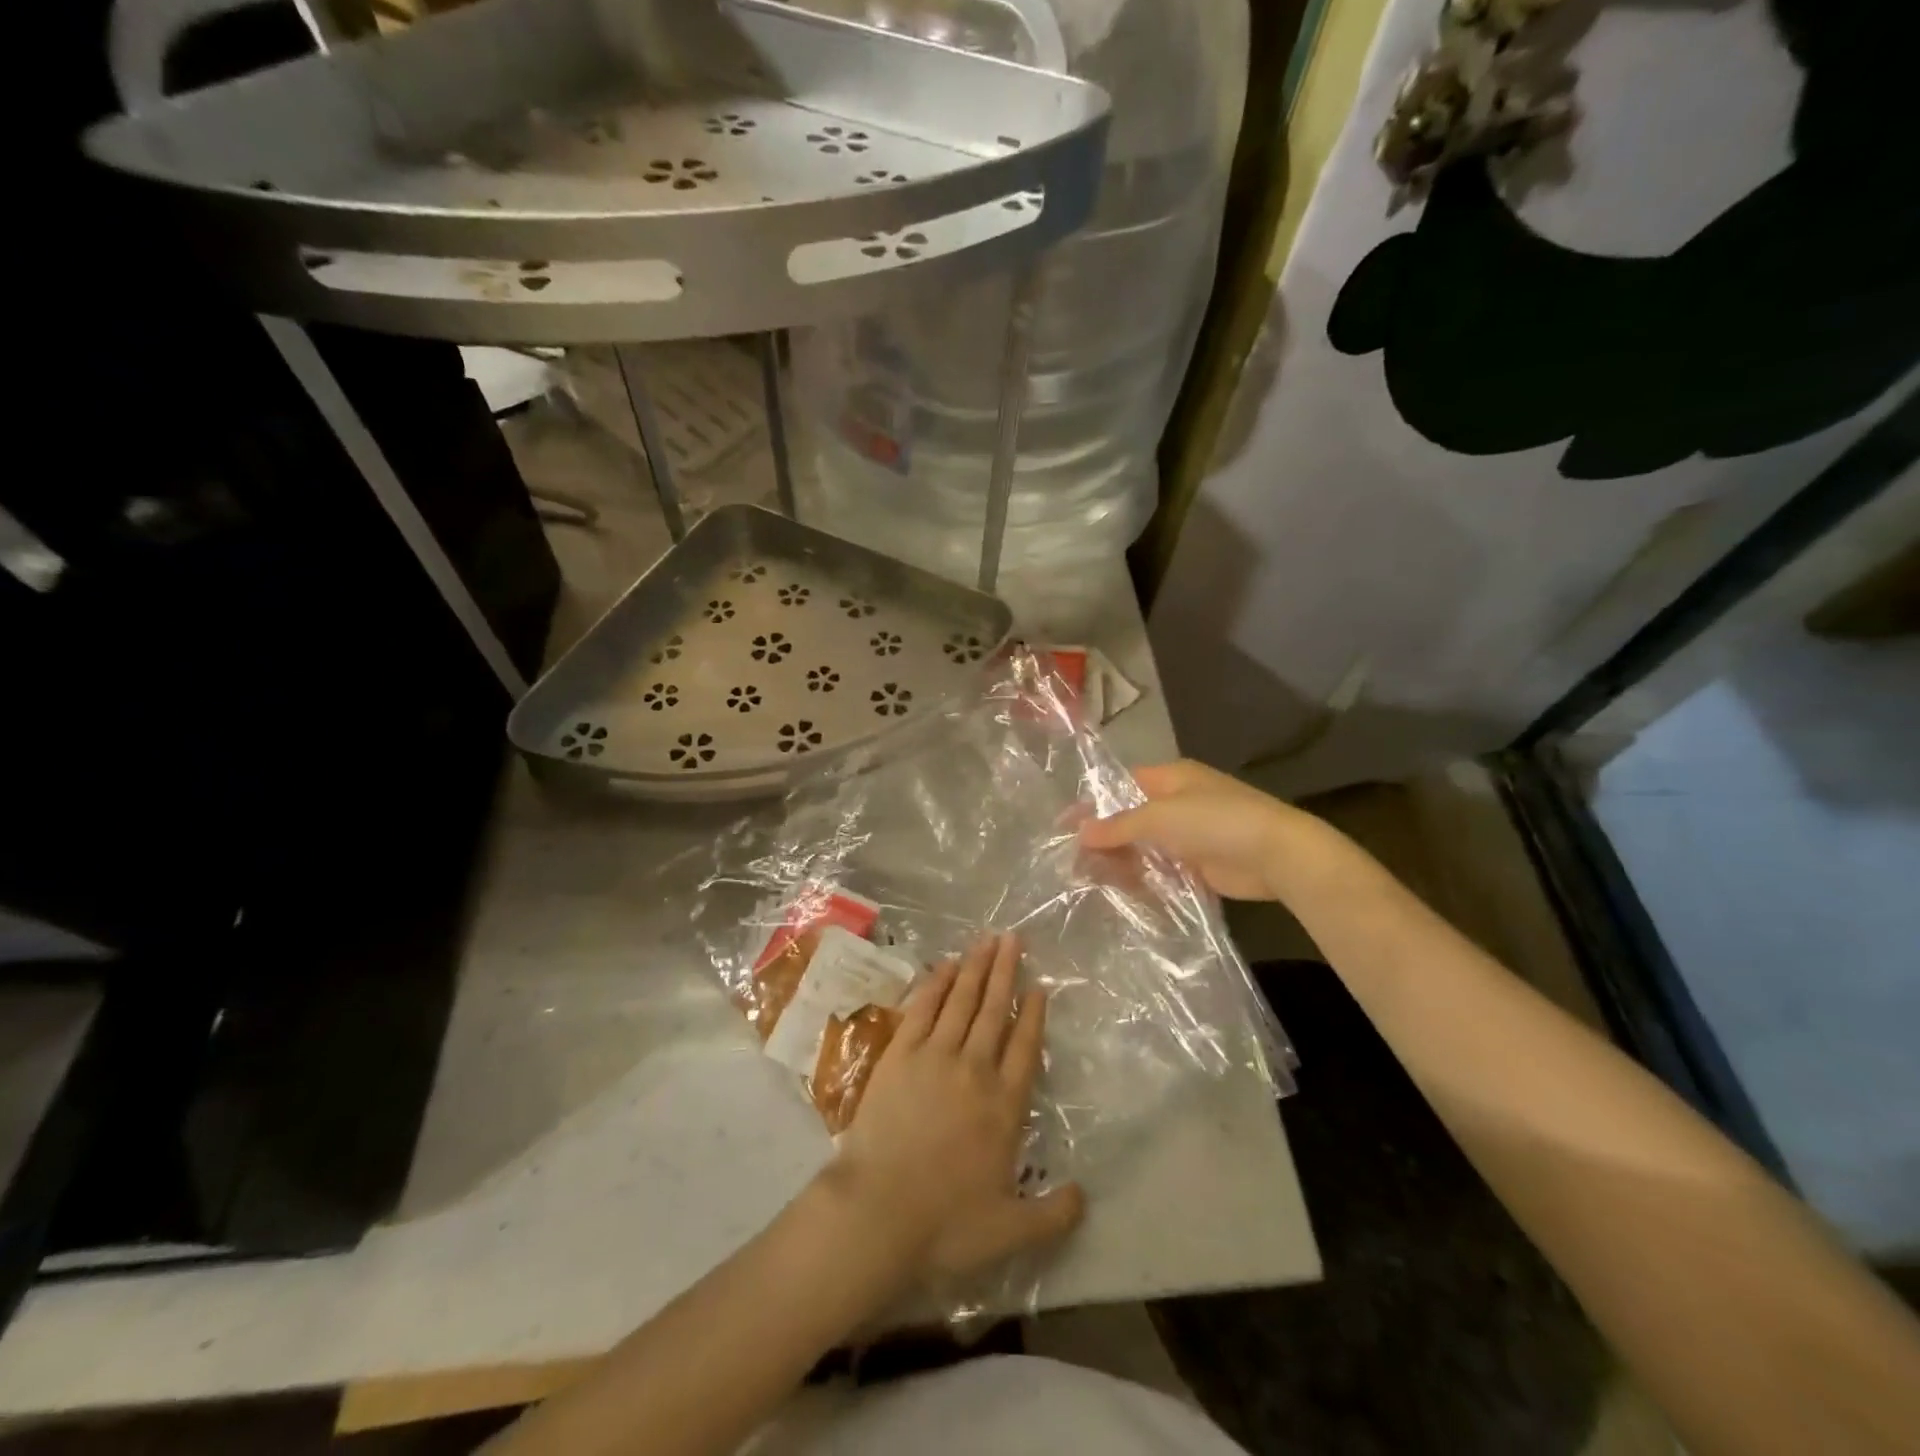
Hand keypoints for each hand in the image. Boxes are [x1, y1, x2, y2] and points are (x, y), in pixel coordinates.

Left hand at [828, 933, 1084, 1291]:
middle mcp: (975, 1070)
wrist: (878, 1212)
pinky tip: (945, 965)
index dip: (1033, 1014)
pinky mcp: (900, 1055)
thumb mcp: (1011, 1231)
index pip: (1025, 1047)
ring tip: (987, 939)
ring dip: (976, 968)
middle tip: (1013, 938)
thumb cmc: (946, 1225)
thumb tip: (1084, 1195)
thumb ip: (1053, 1214)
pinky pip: (923, 1009)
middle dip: (1006, 972)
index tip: (1038, 986)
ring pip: (962, 1001)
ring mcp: (935, 1057)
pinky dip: (936, 984)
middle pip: (995, 1011)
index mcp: (1004, 1106)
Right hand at [1078, 759, 1319, 902]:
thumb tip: (1080, 832)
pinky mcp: (1201, 865)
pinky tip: (1121, 893)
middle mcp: (1179, 803)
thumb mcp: (1160, 817)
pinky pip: (1163, 871)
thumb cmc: (1216, 821)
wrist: (1276, 854)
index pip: (1122, 786)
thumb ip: (1119, 826)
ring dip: (1122, 862)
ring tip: (1090, 880)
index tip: (1065, 825)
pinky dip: (1144, 879)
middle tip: (1074, 861)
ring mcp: (1191, 835)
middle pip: (1132, 819)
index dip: (1094, 804)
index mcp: (1171, 778)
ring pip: (1146, 847)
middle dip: (1106, 838)